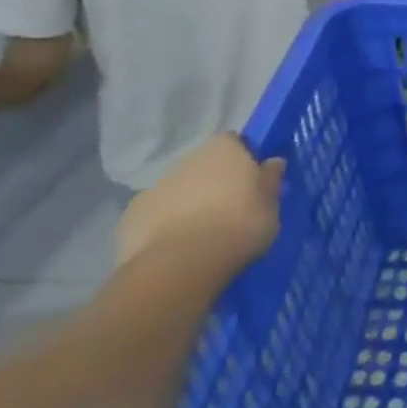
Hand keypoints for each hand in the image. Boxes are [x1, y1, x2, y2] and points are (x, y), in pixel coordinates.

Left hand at [116, 134, 285, 270]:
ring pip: (181, 189)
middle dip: (216, 182)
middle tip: (231, 210)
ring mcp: (158, 185)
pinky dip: (167, 224)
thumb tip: (272, 162)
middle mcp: (189, 159)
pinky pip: (158, 213)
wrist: (180, 265)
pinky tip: (178, 247)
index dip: (244, 159)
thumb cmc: (238, 227)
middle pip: (206, 165)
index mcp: (225, 150)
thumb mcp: (271, 206)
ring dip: (191, 202)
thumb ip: (270, 180)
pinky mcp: (134, 213)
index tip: (253, 181)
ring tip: (204, 234)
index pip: (236, 142)